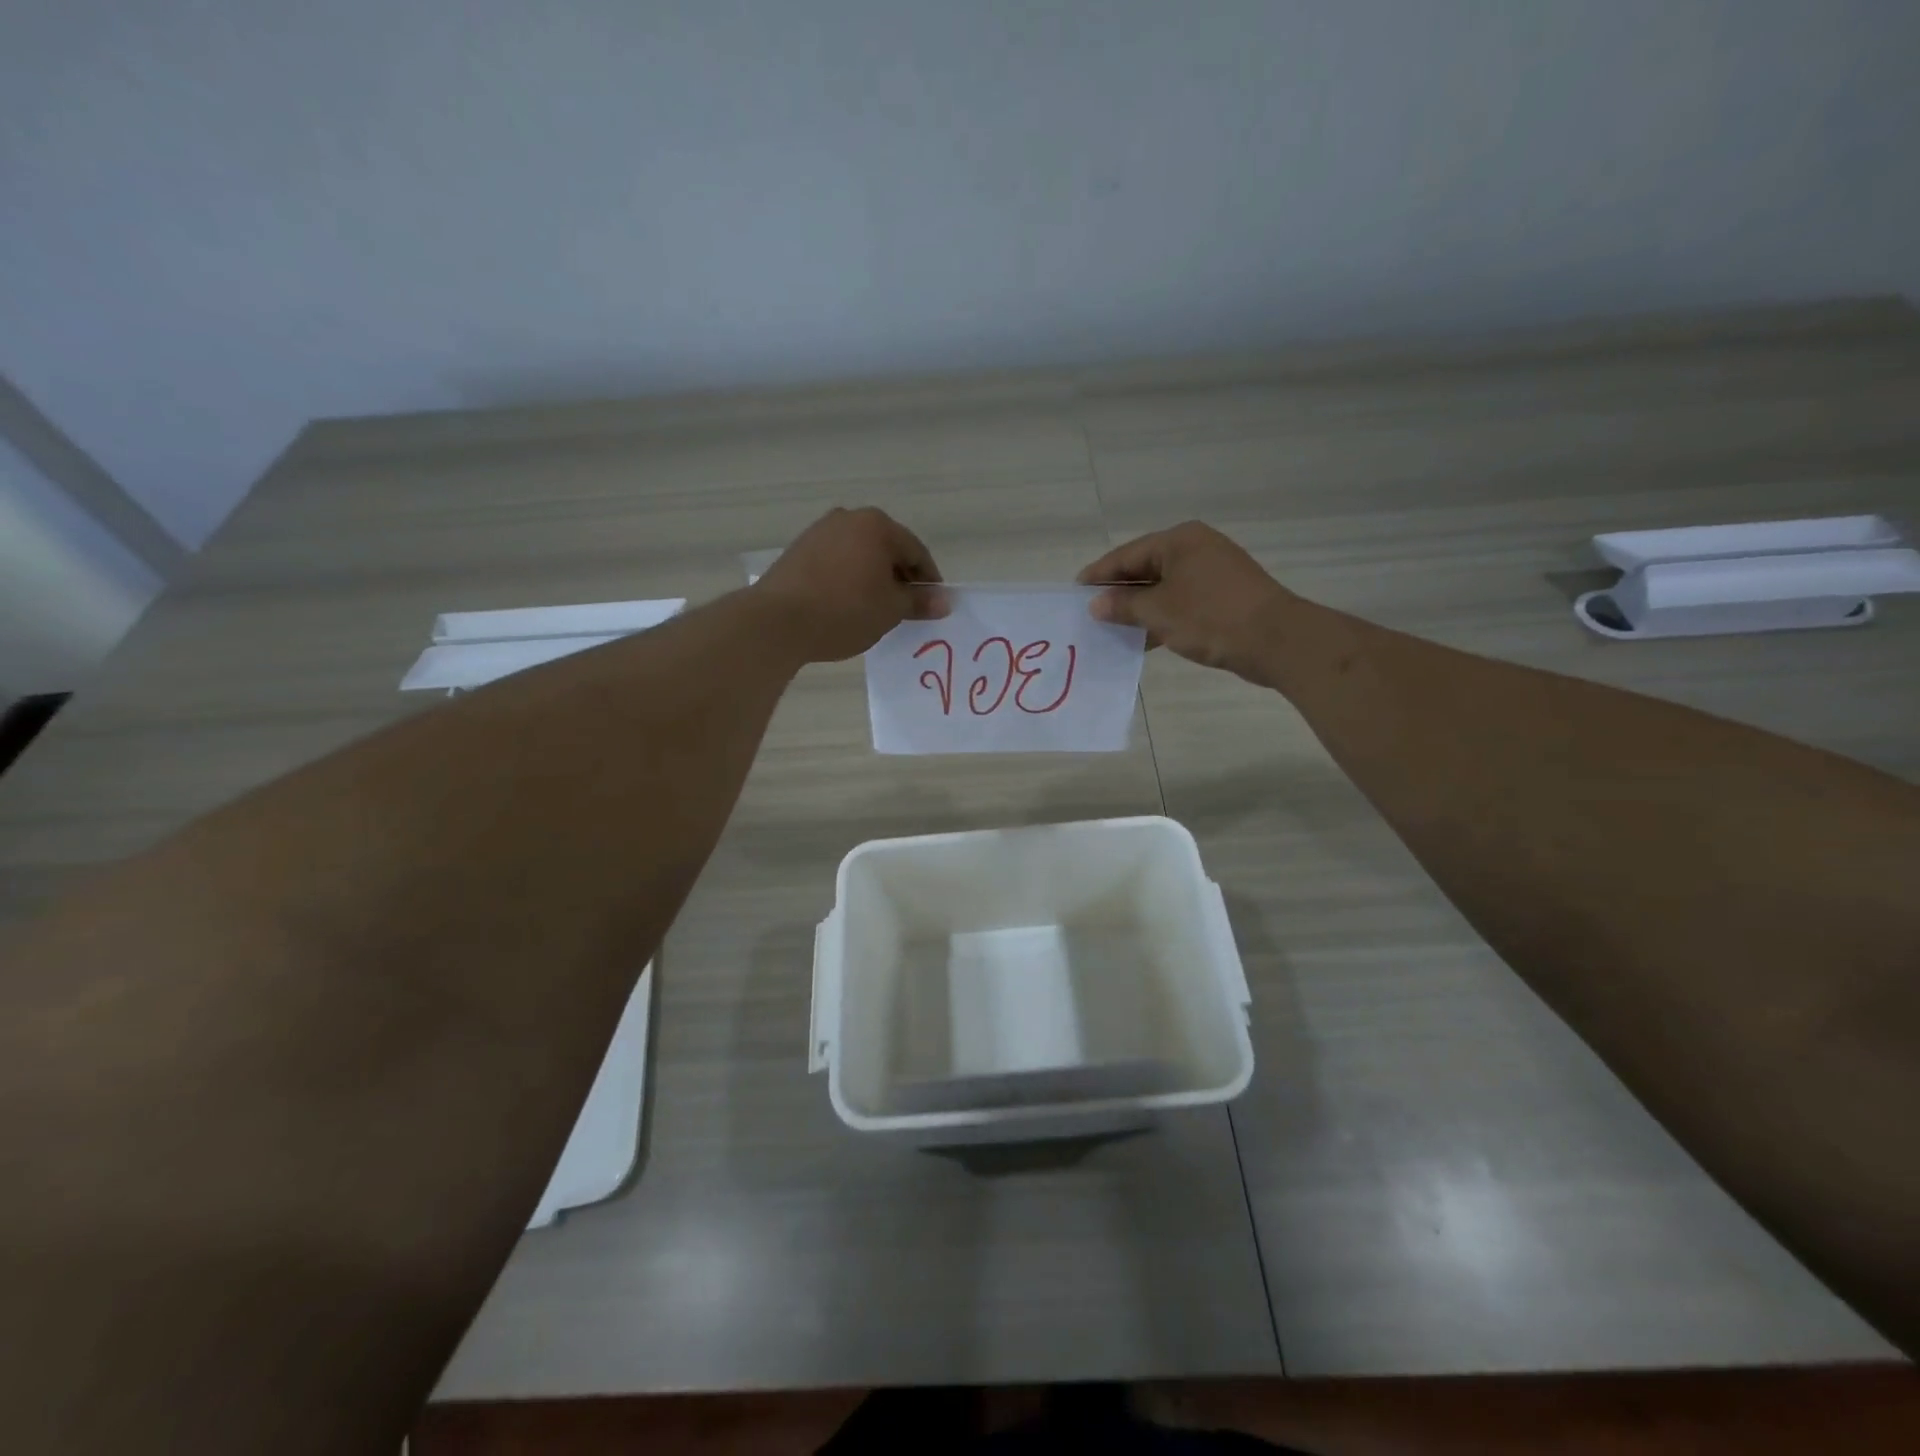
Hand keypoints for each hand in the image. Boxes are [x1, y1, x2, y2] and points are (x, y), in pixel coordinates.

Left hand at [751, 507, 945, 661]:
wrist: (777, 621)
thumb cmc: (845, 611)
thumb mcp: (890, 610)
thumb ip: (919, 601)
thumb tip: (944, 601)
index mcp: (878, 525)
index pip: (916, 552)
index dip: (928, 581)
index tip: (932, 605)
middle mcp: (849, 518)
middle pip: (887, 548)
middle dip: (899, 577)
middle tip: (905, 609)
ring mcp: (820, 532)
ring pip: (860, 555)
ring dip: (873, 578)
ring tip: (876, 609)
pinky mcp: (799, 550)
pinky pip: (837, 562)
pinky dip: (849, 579)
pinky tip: (847, 604)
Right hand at [1077, 521, 1294, 678]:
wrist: (1276, 640)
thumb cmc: (1210, 617)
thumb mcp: (1158, 611)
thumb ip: (1123, 606)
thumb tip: (1096, 604)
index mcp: (1179, 540)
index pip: (1127, 554)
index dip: (1099, 574)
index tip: (1075, 591)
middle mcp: (1196, 549)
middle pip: (1146, 569)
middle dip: (1119, 592)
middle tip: (1090, 612)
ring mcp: (1213, 573)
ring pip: (1164, 588)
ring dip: (1139, 609)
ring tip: (1111, 629)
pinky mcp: (1224, 597)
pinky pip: (1181, 603)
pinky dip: (1162, 617)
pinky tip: (1144, 639)